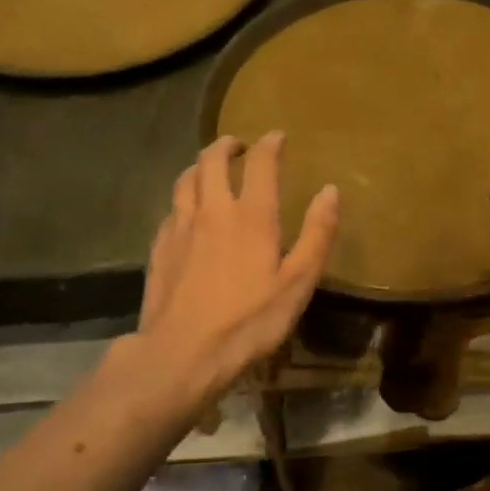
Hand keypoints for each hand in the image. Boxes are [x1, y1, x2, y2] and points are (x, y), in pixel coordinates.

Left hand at [137, 133, 338, 408]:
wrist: (181, 353)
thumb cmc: (248, 321)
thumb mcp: (297, 283)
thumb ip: (316, 234)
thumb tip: (330, 191)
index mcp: (251, 215)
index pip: (260, 162)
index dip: (270, 144)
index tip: (277, 137)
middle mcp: (212, 209)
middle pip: (212, 160)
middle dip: (227, 145)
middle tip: (240, 146)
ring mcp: (180, 226)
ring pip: (186, 179)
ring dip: (200, 165)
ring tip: (211, 168)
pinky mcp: (159, 247)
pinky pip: (171, 207)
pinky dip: (184, 197)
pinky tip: (188, 211)